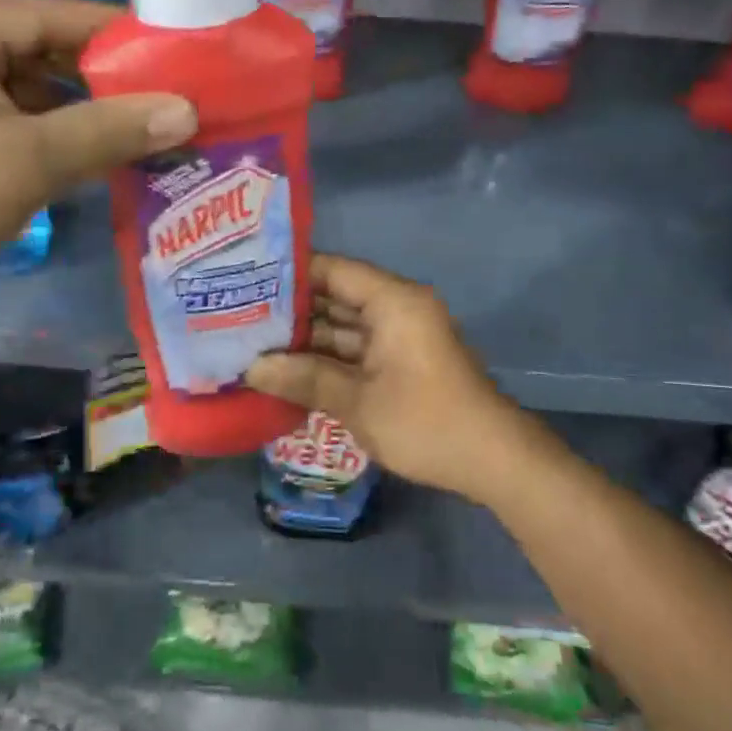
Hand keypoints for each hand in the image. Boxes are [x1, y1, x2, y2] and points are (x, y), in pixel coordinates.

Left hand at [0, 0, 194, 297]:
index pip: (53, 14)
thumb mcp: (32, 158)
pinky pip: (16, 108)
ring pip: (33, 80)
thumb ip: (111, 129)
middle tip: (165, 93)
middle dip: (104, 74)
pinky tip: (100, 145)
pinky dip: (57, 125)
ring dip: (84, 103)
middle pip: (44, 45)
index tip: (174, 54)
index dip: (118, 33)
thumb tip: (187, 111)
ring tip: (144, 121)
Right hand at [247, 255, 530, 501]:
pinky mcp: (401, 362)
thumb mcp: (358, 402)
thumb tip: (252, 369)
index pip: (333, 269)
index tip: (245, 279)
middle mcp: (397, 309)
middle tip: (238, 314)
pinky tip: (287, 370)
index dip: (289, 272)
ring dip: (306, 338)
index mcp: (393, 301)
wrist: (493, 461)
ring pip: (343, 326)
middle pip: (336, 296)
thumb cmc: (426, 423)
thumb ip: (304, 379)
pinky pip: (356, 349)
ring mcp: (400, 336)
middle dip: (291, 309)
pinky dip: (326, 358)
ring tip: (252, 342)